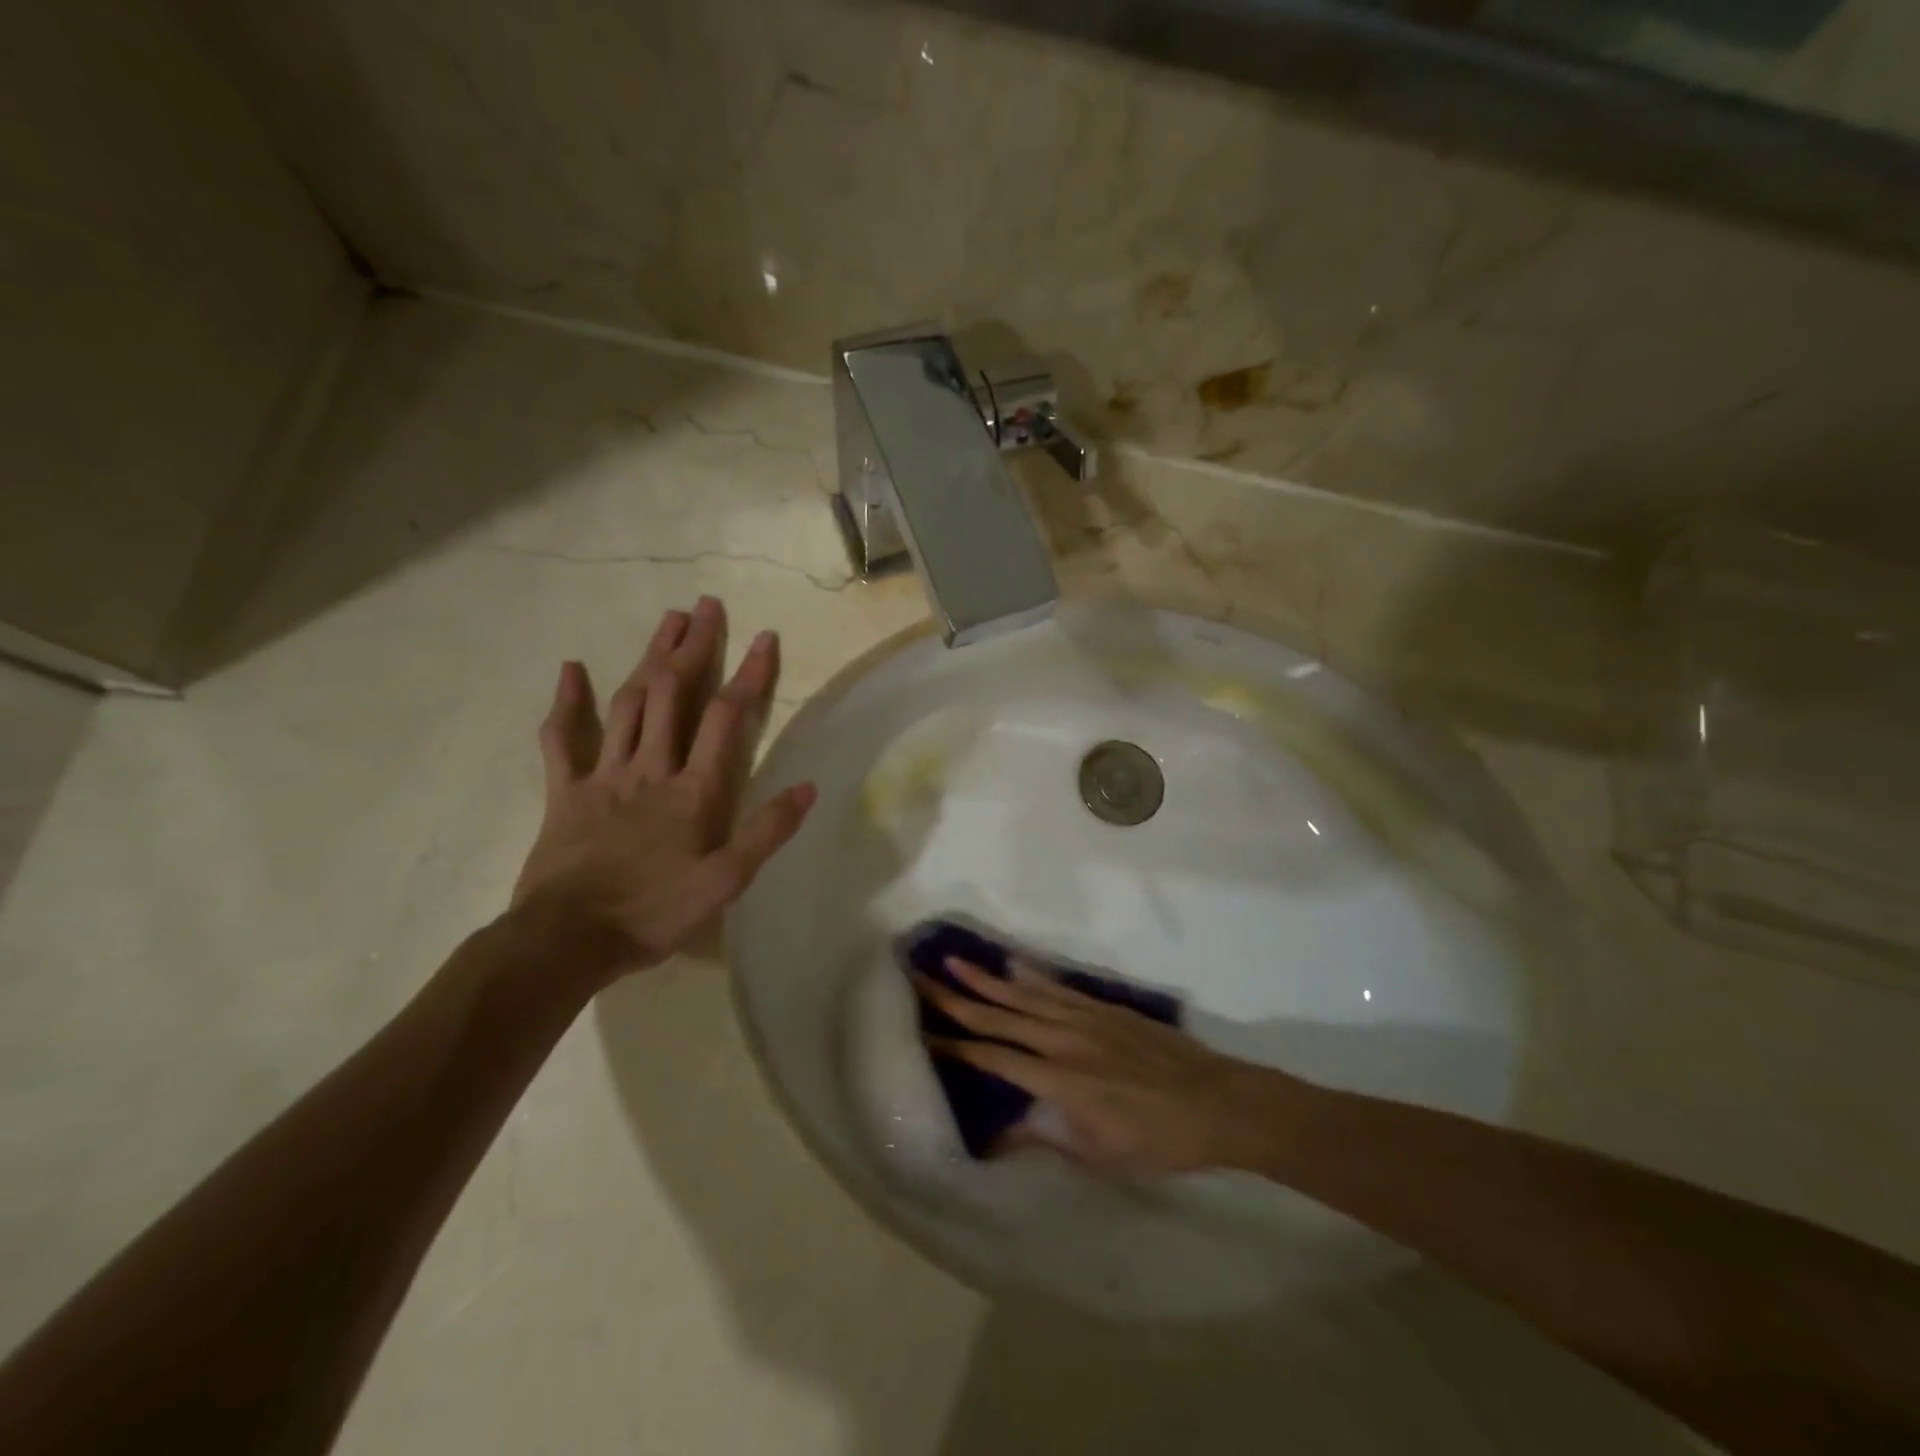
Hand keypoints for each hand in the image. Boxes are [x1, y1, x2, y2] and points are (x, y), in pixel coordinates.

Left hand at [511, 597, 815, 982]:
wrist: (567, 940)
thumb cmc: (654, 913)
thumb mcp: (727, 882)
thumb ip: (768, 832)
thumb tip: (809, 787)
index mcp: (694, 790)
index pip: (726, 718)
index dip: (748, 675)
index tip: (764, 637)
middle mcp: (651, 768)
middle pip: (674, 694)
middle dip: (693, 647)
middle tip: (706, 607)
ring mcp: (604, 775)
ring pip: (629, 704)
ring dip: (649, 659)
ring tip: (667, 621)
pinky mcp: (564, 792)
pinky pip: (561, 740)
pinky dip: (566, 703)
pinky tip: (571, 670)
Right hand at [917, 959, 1300, 1177]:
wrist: (1215, 1101)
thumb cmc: (1157, 1140)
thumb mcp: (1099, 1158)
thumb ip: (1045, 1141)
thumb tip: (998, 1136)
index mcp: (1058, 1081)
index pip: (994, 1058)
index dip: (956, 1047)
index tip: (924, 1033)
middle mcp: (1063, 1041)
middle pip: (999, 1017)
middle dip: (956, 999)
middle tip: (922, 977)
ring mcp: (1084, 1019)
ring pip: (1023, 996)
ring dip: (986, 979)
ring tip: (953, 961)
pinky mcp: (1103, 1008)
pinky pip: (1058, 988)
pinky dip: (1032, 975)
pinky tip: (1012, 963)